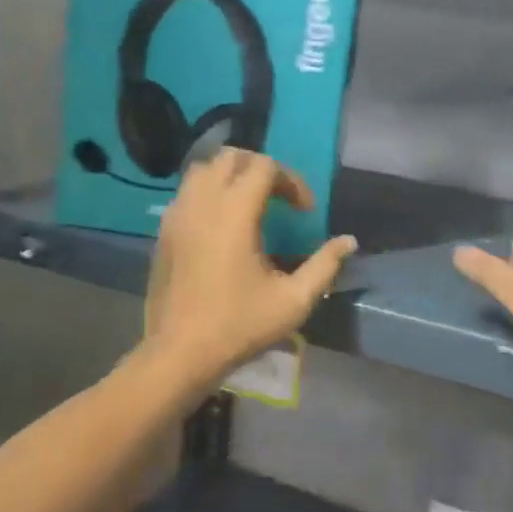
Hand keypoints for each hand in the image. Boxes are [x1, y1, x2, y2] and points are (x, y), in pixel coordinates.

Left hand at [142, 149, 356, 385]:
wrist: (179, 354)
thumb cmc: (239, 325)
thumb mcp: (294, 300)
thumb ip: (325, 265)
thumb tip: (349, 241)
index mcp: (234, 212)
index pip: (264, 166)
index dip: (291, 181)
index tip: (305, 212)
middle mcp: (202, 203)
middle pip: (231, 157)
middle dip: (261, 169)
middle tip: (279, 198)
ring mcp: (177, 215)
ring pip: (203, 170)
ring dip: (231, 176)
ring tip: (250, 205)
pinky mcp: (163, 232)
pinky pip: (187, 193)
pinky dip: (209, 193)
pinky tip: (222, 225)